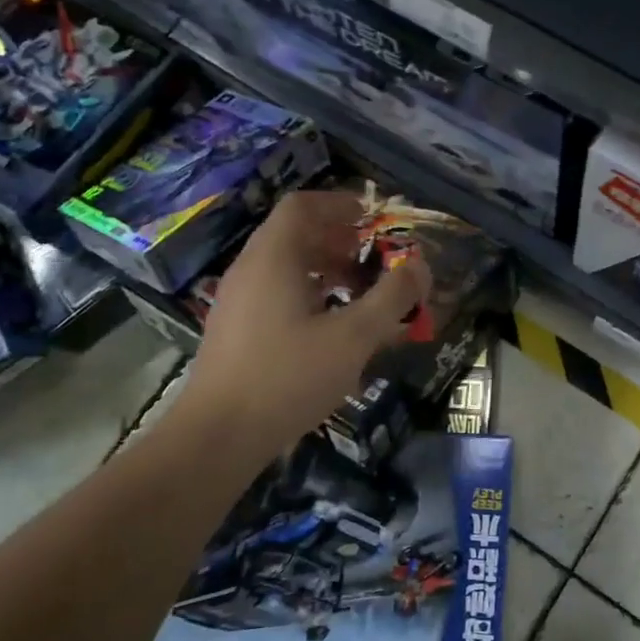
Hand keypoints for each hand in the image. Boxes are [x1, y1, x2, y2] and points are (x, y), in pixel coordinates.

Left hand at [174, 190, 430, 457]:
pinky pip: (275, 292)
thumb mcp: (353, 337)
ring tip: (359, 294)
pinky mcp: (235, 329)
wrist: (217, 436)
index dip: (340, 204)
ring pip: (286, 266)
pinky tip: (330, 328)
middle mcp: (250, 268)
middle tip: (374, 259)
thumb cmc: (288, 377)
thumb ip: (392, 298)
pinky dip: (308, 294)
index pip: (302, 205)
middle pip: (295, 234)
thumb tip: (421, 265)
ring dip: (326, 269)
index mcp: (274, 257)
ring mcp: (237, 299)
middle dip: (340, 240)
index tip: (373, 219)